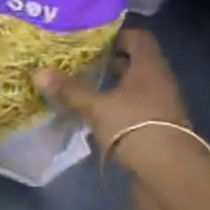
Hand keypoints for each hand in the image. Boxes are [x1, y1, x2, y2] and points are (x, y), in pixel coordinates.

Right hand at [36, 30, 200, 209]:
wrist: (171, 173)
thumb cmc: (135, 126)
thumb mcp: (98, 107)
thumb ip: (71, 90)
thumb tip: (39, 72)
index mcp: (149, 65)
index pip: (138, 37)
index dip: (116, 35)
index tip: (92, 41)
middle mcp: (160, 80)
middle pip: (137, 62)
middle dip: (112, 62)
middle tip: (84, 63)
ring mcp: (163, 105)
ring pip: (137, 87)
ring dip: (116, 88)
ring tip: (87, 90)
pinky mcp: (160, 129)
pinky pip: (138, 109)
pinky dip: (121, 109)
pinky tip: (100, 118)